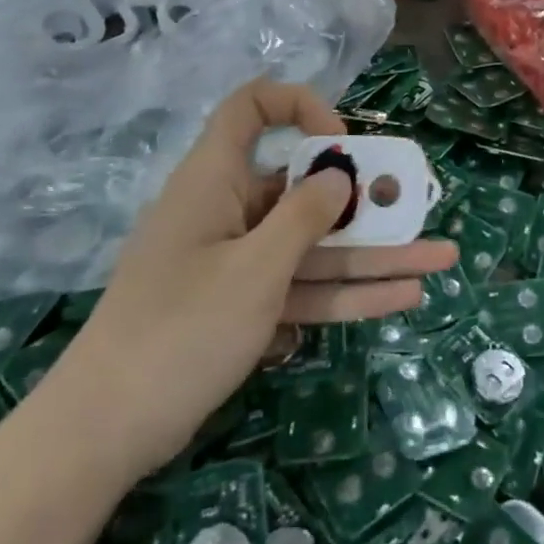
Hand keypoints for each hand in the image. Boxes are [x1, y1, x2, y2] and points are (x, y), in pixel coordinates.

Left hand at [55, 78, 457, 482]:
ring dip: (374, 255)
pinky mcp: (241, 307)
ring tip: (440, 259)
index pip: (252, 109)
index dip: (300, 109)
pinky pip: (302, 287)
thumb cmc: (180, 330)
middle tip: (421, 208)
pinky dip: (345, 293)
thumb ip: (304, 217)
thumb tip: (338, 174)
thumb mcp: (254, 269)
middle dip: (367, 201)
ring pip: (314, 247)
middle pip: (303, 190)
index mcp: (215, 180)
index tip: (340, 146)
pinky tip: (401, 299)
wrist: (103, 434)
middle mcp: (229, 212)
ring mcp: (236, 263)